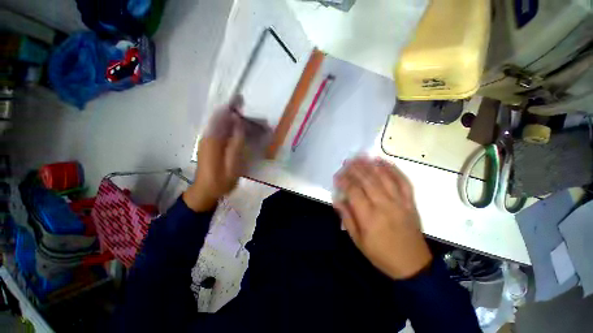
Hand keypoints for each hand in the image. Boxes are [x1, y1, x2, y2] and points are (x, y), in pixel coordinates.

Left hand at [183, 97, 246, 211]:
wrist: (205, 191)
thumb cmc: (220, 181)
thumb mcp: (232, 165)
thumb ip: (236, 143)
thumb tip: (239, 123)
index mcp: (212, 140)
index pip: (221, 116)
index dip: (231, 106)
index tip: (241, 99)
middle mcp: (208, 136)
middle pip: (222, 119)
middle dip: (237, 114)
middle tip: (254, 117)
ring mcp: (208, 141)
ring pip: (222, 125)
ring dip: (236, 122)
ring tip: (253, 123)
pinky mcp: (211, 145)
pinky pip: (222, 132)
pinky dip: (233, 129)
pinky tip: (243, 132)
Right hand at [333, 156, 431, 279]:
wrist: (412, 265)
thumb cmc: (381, 254)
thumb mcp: (358, 240)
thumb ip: (346, 217)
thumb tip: (337, 199)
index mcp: (369, 217)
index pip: (353, 191)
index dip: (344, 181)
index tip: (337, 176)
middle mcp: (384, 205)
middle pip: (368, 180)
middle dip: (355, 168)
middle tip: (347, 160)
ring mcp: (400, 202)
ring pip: (384, 178)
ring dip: (371, 165)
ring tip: (362, 156)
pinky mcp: (410, 202)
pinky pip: (403, 182)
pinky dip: (394, 170)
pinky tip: (384, 162)